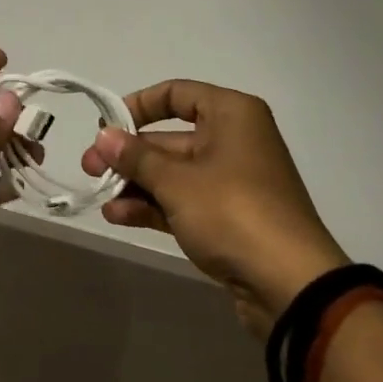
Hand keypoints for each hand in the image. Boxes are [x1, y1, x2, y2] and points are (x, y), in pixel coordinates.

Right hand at [82, 80, 348, 337]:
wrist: (292, 287)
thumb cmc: (233, 212)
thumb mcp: (176, 181)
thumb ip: (135, 157)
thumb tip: (104, 136)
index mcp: (231, 115)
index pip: (176, 93)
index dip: (137, 106)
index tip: (107, 127)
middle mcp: (234, 140)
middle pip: (170, 137)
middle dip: (129, 155)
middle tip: (90, 168)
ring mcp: (233, 181)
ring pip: (174, 173)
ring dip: (136, 183)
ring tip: (102, 197)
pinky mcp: (231, 218)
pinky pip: (184, 201)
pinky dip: (154, 205)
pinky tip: (120, 216)